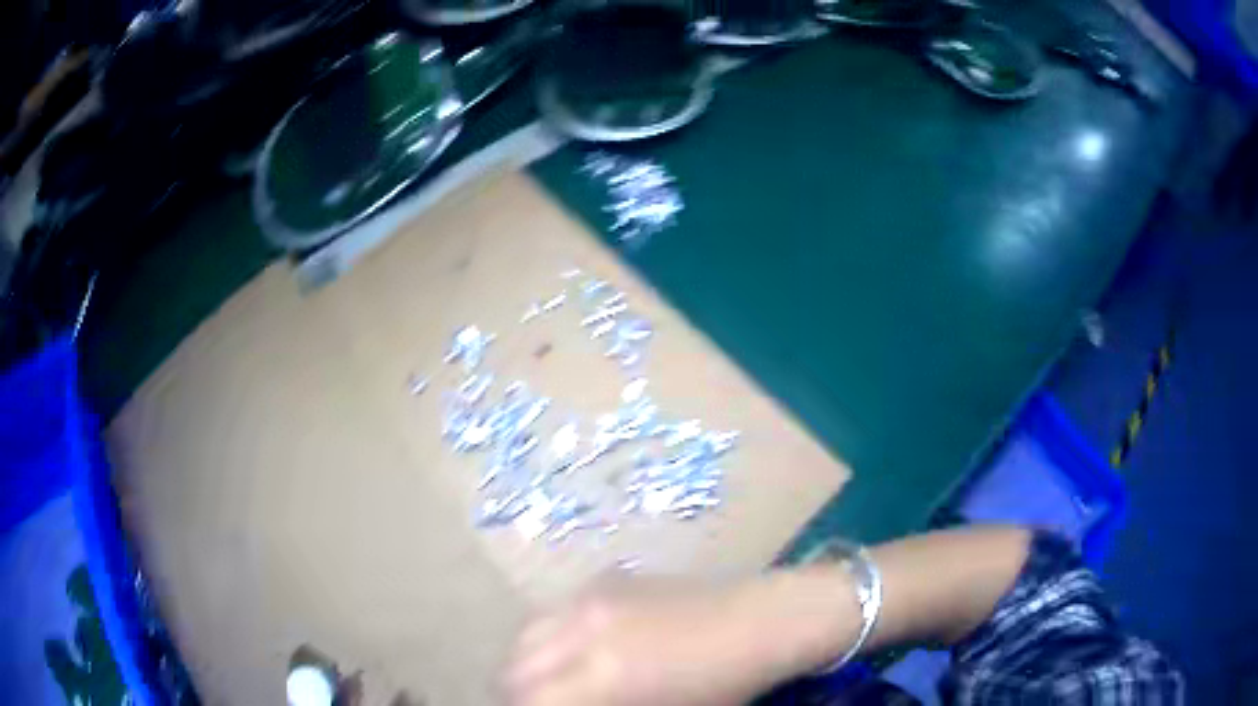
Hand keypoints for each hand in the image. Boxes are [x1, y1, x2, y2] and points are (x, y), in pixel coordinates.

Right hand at [503, 573, 833, 705]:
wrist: (760, 622)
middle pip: (517, 665)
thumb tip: (567, 705)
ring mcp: (594, 597)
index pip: (529, 698)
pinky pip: (557, 609)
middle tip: (542, 703)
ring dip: (530, 660)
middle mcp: (585, 631)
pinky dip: (552, 634)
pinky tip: (577, 646)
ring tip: (551, 678)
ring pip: (528, 632)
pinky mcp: (607, 578)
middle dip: (521, 691)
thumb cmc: (723, 686)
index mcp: (603, 677)